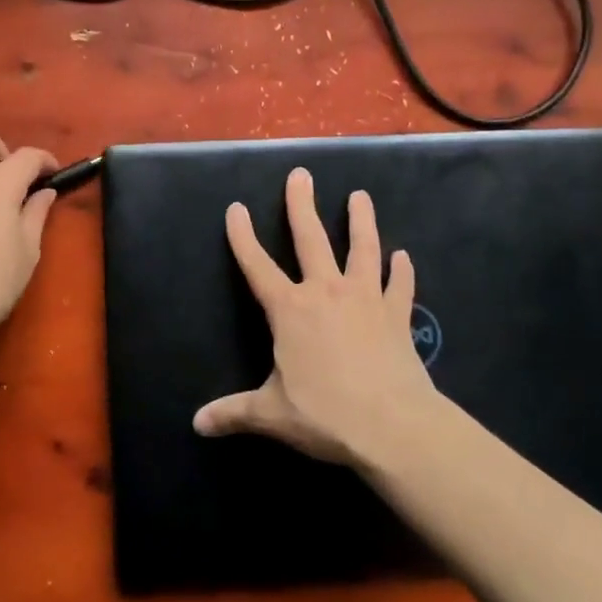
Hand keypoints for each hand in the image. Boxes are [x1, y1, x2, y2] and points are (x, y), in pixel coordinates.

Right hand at [193, 167, 435, 466]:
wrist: (393, 426)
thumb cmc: (325, 414)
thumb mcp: (271, 414)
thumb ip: (233, 412)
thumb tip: (196, 424)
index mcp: (290, 310)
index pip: (257, 265)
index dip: (243, 236)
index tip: (236, 208)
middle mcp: (326, 292)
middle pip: (311, 239)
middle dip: (301, 205)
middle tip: (301, 175)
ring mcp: (366, 299)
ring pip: (362, 249)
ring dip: (361, 222)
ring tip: (360, 196)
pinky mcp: (397, 315)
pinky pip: (400, 286)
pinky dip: (402, 271)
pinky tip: (404, 256)